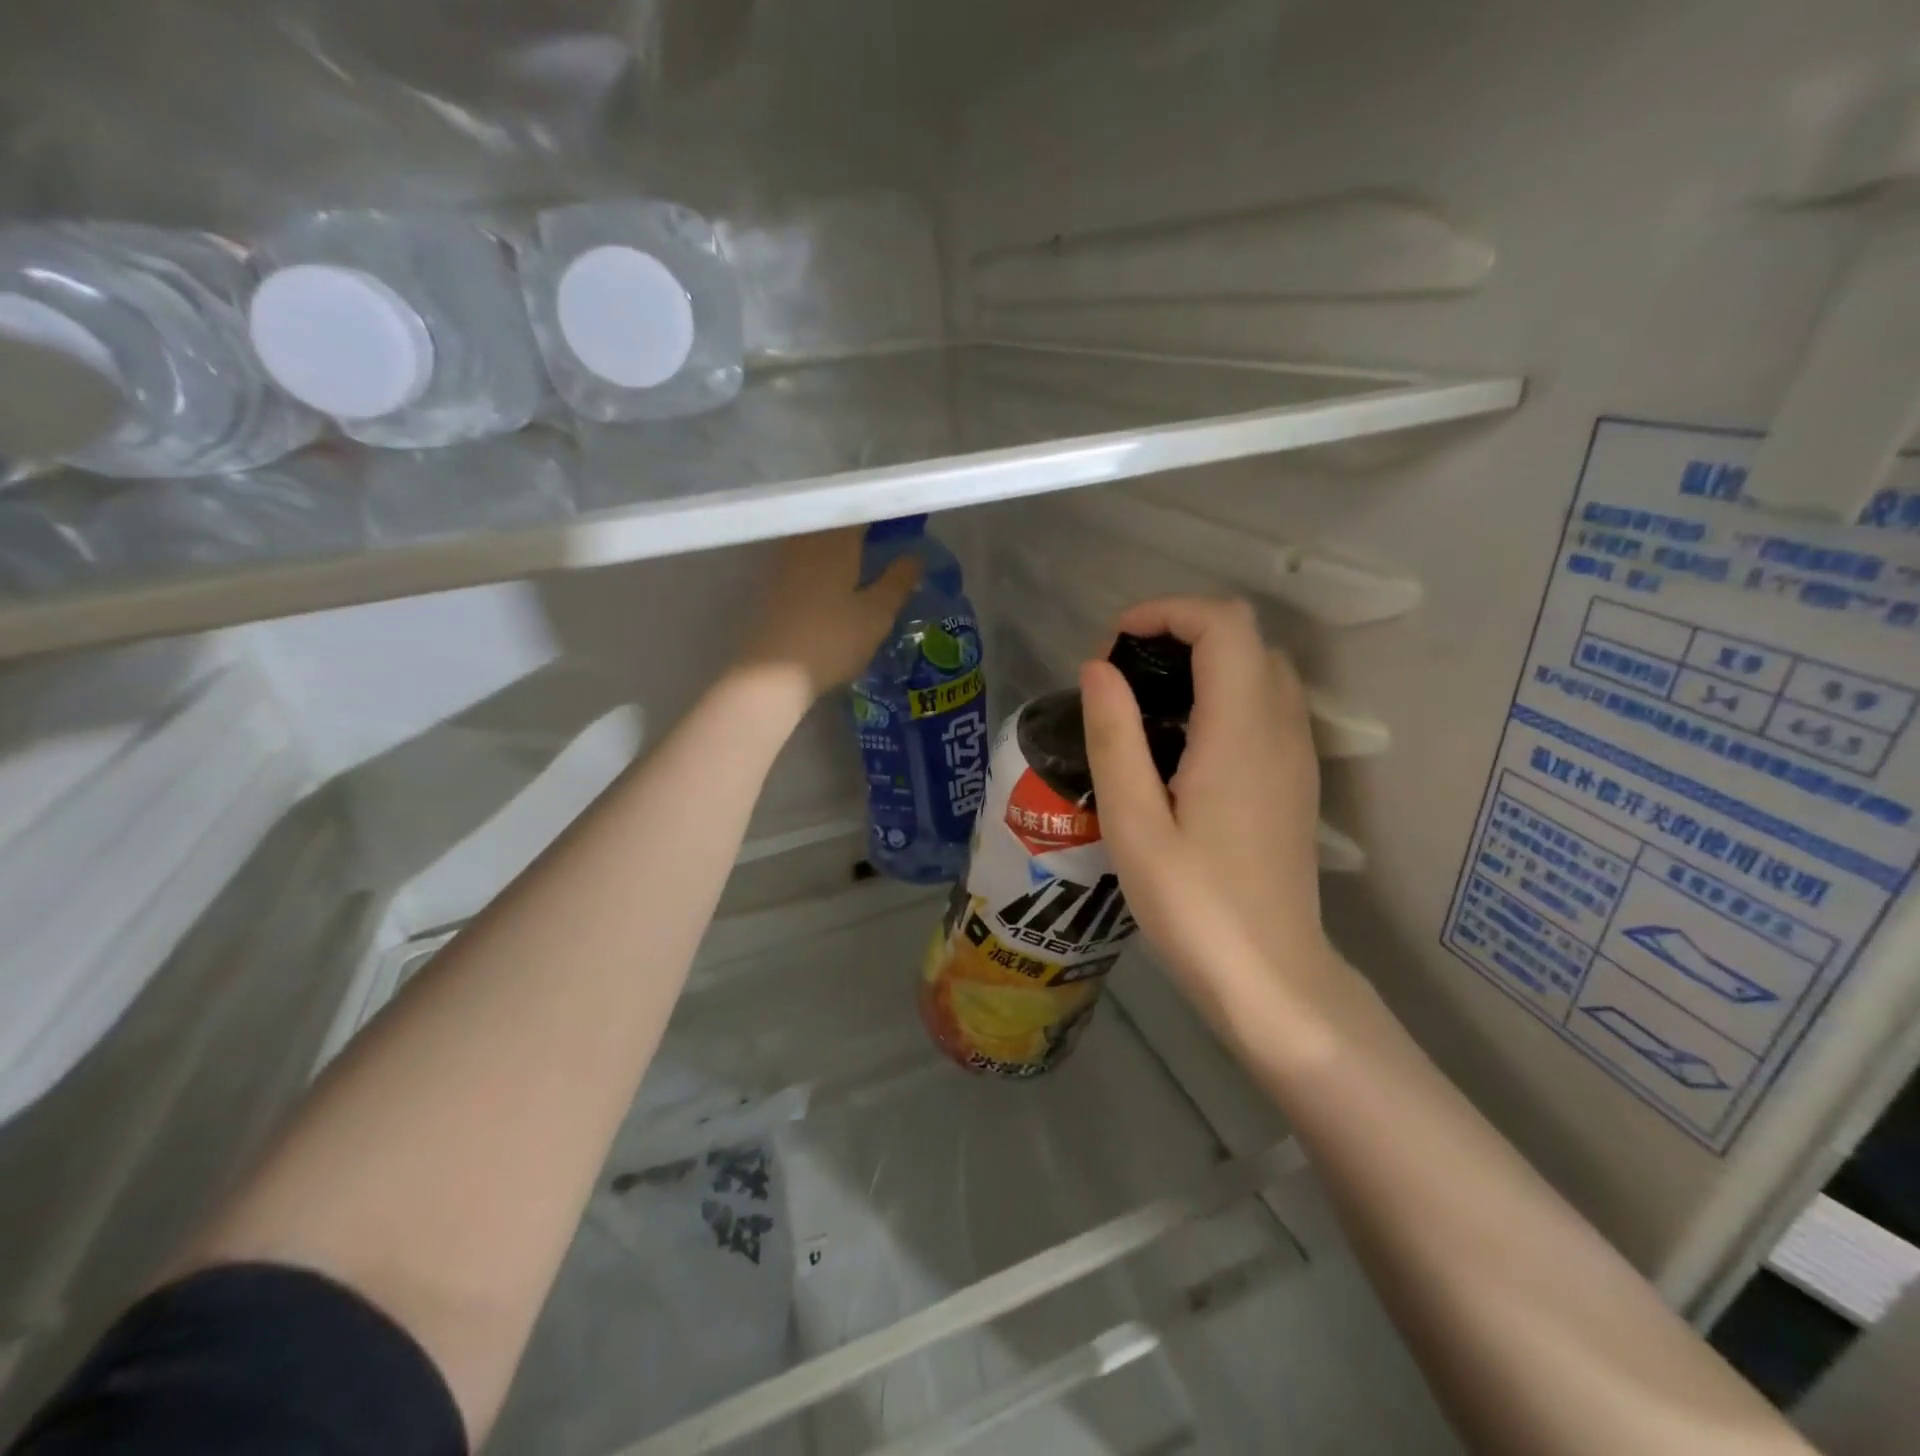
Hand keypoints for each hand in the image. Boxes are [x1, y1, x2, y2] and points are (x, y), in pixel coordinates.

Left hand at [740, 528, 921, 698]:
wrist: (772, 674)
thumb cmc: (832, 640)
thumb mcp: (876, 615)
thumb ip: (897, 582)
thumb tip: (914, 556)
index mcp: (836, 542)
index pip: (861, 511)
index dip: (882, 512)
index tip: (903, 518)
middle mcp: (807, 542)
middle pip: (835, 521)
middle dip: (859, 524)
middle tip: (884, 535)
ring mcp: (785, 562)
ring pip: (816, 539)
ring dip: (838, 541)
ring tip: (861, 554)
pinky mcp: (772, 585)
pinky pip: (803, 558)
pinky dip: (821, 560)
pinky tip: (832, 577)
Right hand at [1081, 597, 1337, 1027]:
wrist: (1271, 977)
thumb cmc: (1193, 905)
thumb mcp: (1133, 823)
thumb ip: (1114, 736)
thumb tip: (1097, 667)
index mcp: (1240, 730)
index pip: (1223, 624)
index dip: (1167, 612)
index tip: (1114, 644)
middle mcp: (1281, 727)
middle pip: (1245, 637)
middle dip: (1180, 632)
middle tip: (1123, 676)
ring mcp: (1296, 753)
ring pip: (1260, 668)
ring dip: (1203, 661)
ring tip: (1145, 704)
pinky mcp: (1295, 779)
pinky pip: (1266, 704)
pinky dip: (1224, 693)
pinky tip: (1181, 742)